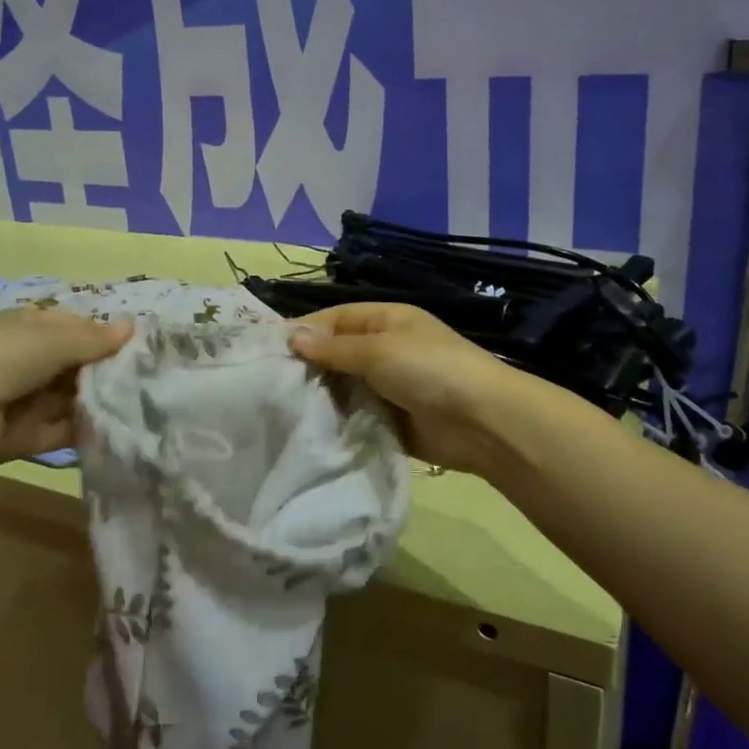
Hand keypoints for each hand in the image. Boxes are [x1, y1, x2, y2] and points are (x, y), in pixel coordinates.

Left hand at [0, 306, 131, 470]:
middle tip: (146, 380)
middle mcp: (25, 360)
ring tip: (140, 407)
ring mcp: (23, 399)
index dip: (103, 336)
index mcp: (27, 326)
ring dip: (97, 403)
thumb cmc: (2, 356)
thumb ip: (94, 338)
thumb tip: (132, 326)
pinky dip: (84, 432)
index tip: (138, 347)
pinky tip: (117, 430)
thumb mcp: (51, 339)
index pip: (74, 328)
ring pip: (69, 399)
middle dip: (104, 373)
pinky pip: (60, 431)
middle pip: (74, 366)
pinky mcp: (22, 436)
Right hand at [289, 303, 533, 478]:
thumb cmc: (429, 370)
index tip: (268, 348)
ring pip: (344, 387)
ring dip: (321, 397)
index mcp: (387, 321)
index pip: (336, 318)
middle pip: (337, 354)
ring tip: (279, 409)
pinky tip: (308, 430)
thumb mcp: (379, 350)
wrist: (481, 422)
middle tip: (267, 384)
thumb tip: (292, 336)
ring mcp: (389, 386)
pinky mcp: (390, 420)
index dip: (305, 330)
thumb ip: (335, 348)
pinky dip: (336, 422)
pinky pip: (356, 416)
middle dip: (308, 367)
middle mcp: (385, 350)